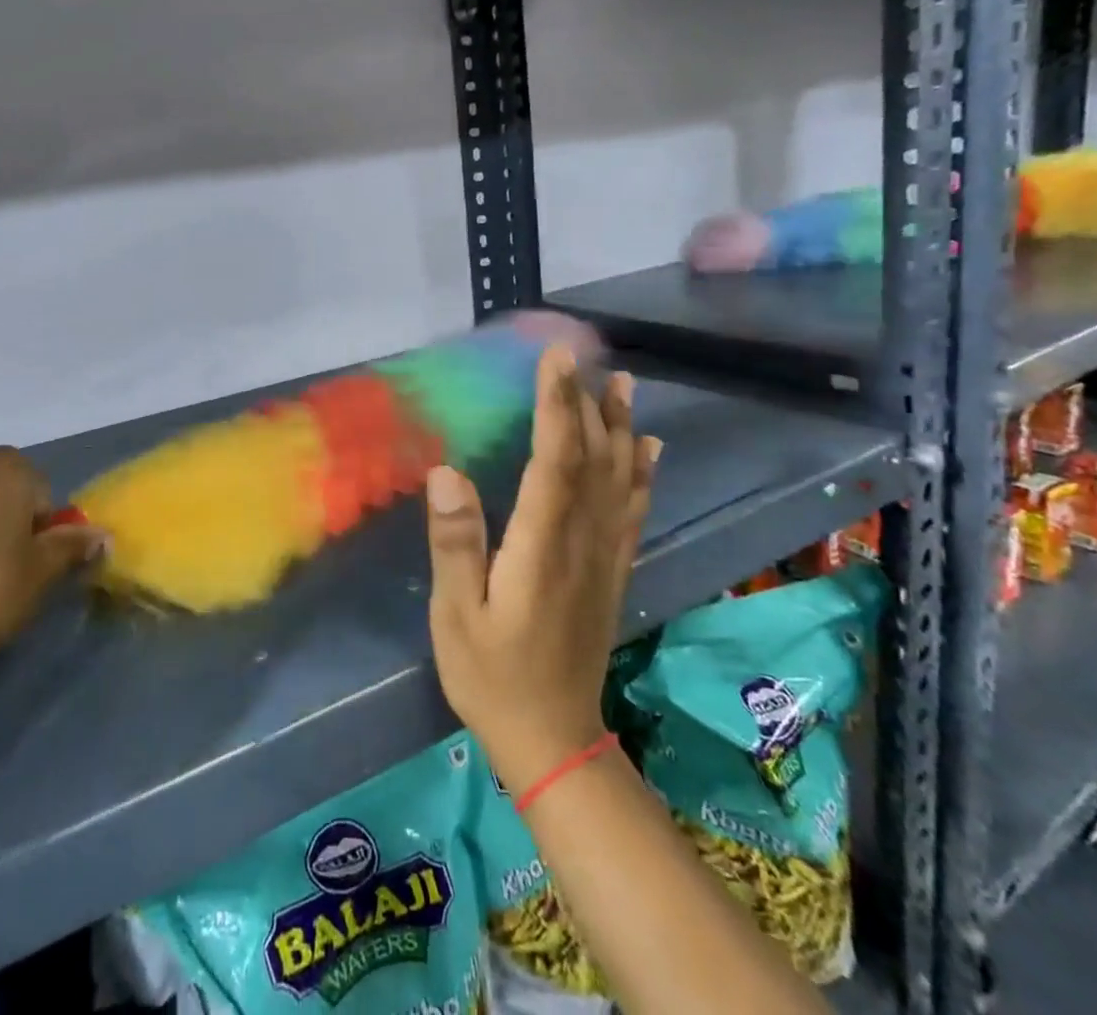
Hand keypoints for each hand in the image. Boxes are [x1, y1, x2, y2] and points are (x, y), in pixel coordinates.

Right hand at [423, 346, 657, 796]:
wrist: (554, 740)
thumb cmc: (492, 676)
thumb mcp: (457, 615)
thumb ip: (456, 543)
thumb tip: (447, 471)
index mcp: (542, 545)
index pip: (555, 459)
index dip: (557, 404)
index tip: (556, 359)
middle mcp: (582, 541)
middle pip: (593, 458)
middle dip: (587, 402)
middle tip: (584, 356)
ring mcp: (604, 556)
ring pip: (620, 478)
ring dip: (622, 427)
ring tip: (624, 384)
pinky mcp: (612, 571)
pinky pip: (633, 511)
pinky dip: (643, 473)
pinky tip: (649, 449)